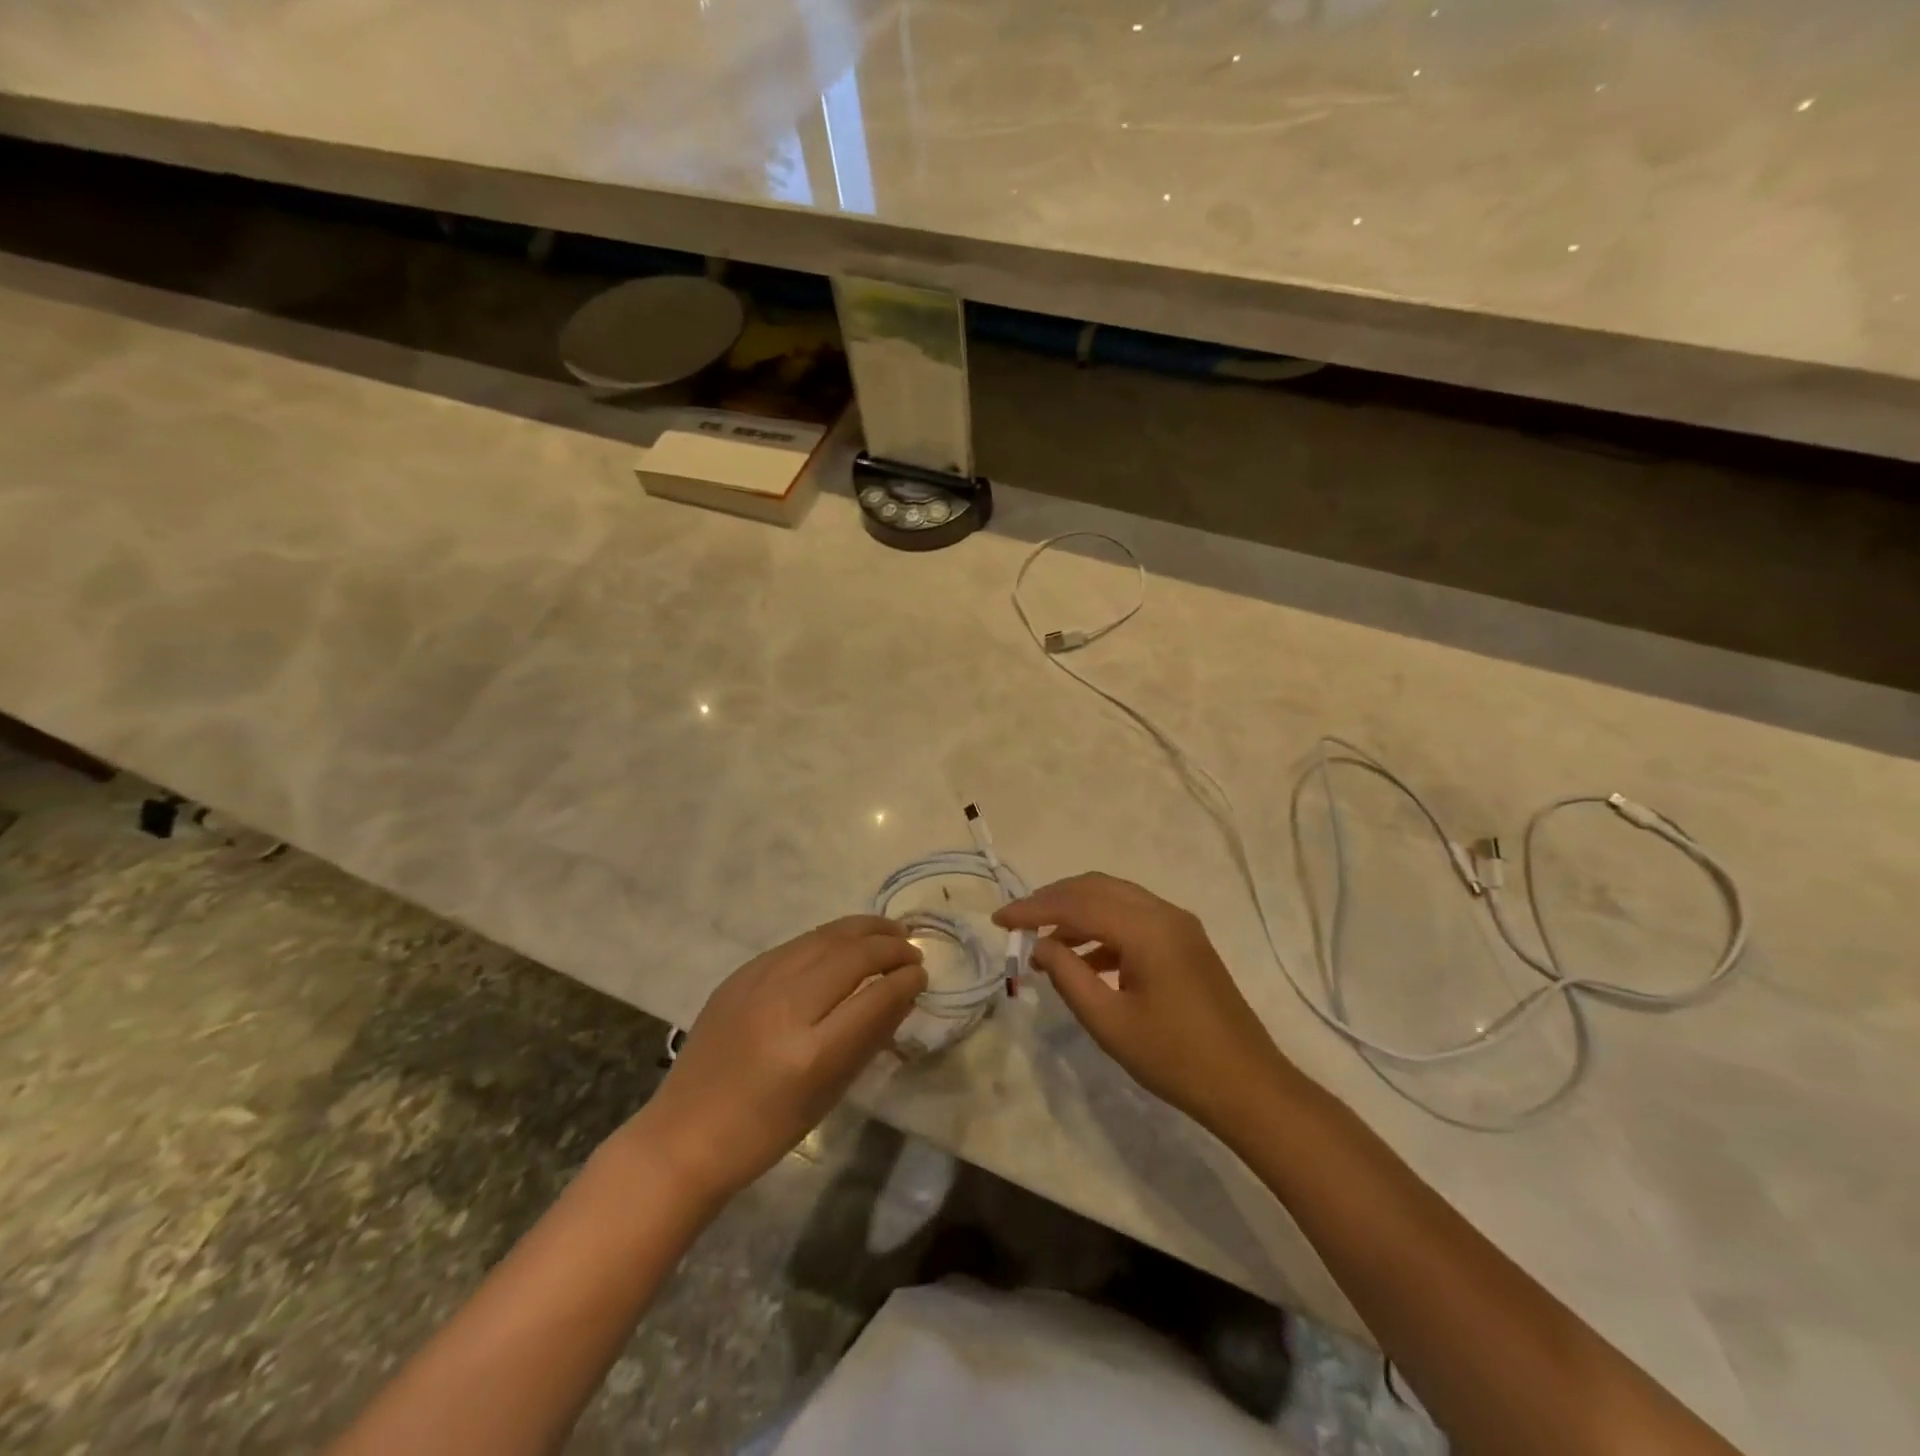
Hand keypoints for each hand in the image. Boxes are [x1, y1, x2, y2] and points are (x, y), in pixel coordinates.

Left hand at [635, 915, 924, 1202]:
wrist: (686, 1135)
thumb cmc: (766, 1131)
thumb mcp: (830, 1093)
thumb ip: (870, 1038)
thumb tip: (903, 993)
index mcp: (811, 1051)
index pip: (875, 996)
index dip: (905, 980)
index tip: (921, 975)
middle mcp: (785, 1005)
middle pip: (852, 956)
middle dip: (890, 946)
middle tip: (913, 950)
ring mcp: (758, 983)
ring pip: (824, 937)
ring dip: (864, 930)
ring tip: (890, 931)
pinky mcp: (740, 974)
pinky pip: (797, 944)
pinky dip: (830, 937)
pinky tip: (845, 941)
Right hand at [995, 874, 1296, 1132]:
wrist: (1247, 1086)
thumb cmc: (1174, 1058)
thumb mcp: (1108, 1021)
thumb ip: (1068, 975)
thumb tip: (1039, 945)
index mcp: (1146, 928)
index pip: (1076, 904)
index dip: (1033, 909)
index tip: (998, 920)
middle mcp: (1163, 913)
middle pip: (1096, 887)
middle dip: (1053, 900)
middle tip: (1018, 922)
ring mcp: (1178, 924)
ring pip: (1115, 898)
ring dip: (1077, 912)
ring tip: (1044, 943)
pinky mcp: (1185, 941)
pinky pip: (1134, 918)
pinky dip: (1102, 928)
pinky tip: (1084, 959)